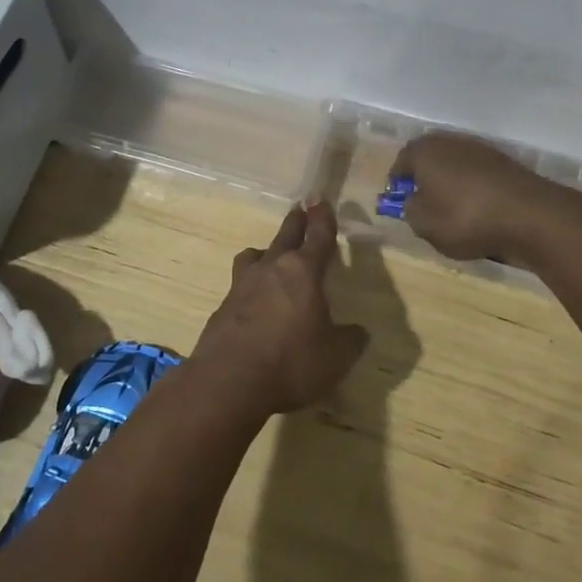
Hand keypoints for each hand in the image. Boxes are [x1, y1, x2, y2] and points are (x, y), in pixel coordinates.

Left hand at [192, 201, 367, 415]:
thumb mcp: (336, 357)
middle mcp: (271, 269)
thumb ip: (350, 340)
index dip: (322, 218)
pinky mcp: (223, 307)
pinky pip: (241, 286)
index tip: (320, 199)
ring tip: (271, 256)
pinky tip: (255, 303)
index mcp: (303, 272)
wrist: (229, 382)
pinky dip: (251, 287)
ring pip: (256, 256)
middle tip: (301, 210)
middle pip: (285, 236)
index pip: (318, 236)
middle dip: (296, 222)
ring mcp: (242, 286)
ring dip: (267, 252)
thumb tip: (359, 332)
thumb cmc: (291, 362)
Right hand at [390, 132, 563, 264]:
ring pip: (455, 167)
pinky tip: (479, 212)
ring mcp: (480, 149)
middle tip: (424, 207)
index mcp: (424, 150)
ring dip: (451, 185)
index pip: (400, 163)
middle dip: (424, 181)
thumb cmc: (465, 217)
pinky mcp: (505, 162)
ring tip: (454, 213)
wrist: (529, 215)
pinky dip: (474, 190)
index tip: (399, 204)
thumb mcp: (424, 224)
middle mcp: (450, 141)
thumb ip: (409, 211)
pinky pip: (478, 176)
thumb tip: (413, 202)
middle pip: (429, 160)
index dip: (397, 185)